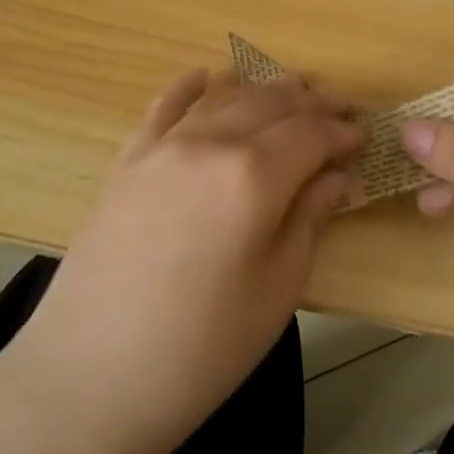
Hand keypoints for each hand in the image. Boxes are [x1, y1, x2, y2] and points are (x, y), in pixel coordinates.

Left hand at [10, 69, 362, 453]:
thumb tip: (336, 177)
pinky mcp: (126, 161)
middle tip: (338, 110)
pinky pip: (162, 107)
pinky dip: (188, 87)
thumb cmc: (201, 348)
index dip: (341, 132)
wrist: (90, 378)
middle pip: (271, 105)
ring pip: (224, 99)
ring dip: (263, 90)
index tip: (363, 136)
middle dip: (311, 103)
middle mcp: (209, 143)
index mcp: (253, 175)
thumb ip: (309, 219)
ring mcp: (162, 147)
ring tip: (291, 91)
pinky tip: (204, 76)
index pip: (311, 133)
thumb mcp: (276, 289)